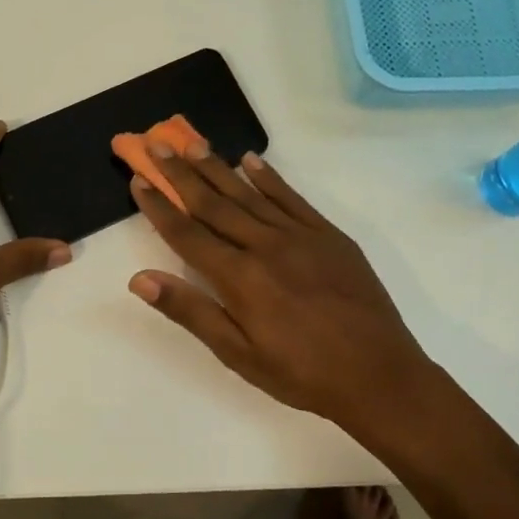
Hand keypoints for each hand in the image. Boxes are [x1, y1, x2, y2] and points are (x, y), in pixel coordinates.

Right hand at [126, 141, 432, 433]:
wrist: (379, 375)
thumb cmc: (301, 373)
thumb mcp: (238, 354)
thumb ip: (191, 311)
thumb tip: (140, 278)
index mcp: (239, 277)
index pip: (187, 233)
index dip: (159, 206)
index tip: (138, 180)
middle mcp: (265, 246)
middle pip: (214, 203)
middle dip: (181, 173)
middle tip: (156, 144)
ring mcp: (300, 235)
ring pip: (249, 193)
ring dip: (218, 167)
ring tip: (193, 143)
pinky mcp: (329, 235)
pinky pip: (292, 198)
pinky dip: (269, 178)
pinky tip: (252, 161)